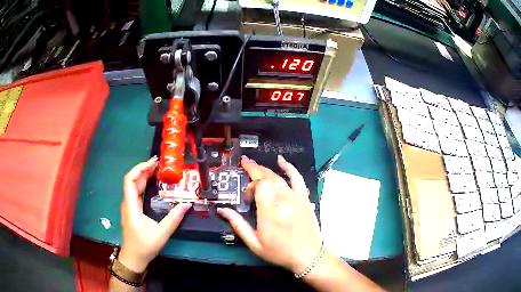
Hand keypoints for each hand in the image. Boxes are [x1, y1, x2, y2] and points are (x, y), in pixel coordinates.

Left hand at [119, 157, 191, 272]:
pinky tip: (153, 184)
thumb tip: (187, 204)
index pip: (129, 180)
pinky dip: (144, 184)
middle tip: (160, 164)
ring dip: (144, 176)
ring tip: (158, 170)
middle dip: (144, 169)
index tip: (153, 163)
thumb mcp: (161, 233)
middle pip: (132, 180)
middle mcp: (128, 203)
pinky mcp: (133, 210)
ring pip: (134, 186)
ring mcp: (129, 207)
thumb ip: (173, 219)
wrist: (133, 258)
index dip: (139, 169)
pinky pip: (136, 192)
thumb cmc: (144, 246)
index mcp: (131, 206)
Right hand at [218, 155, 321, 273]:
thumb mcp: (255, 243)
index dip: (250, 187)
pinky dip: (289, 167)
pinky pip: (297, 178)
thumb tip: (222, 210)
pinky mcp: (304, 197)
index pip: (259, 186)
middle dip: (253, 169)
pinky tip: (280, 160)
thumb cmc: (280, 252)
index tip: (247, 199)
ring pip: (278, 177)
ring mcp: (296, 197)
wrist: (308, 255)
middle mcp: (284, 200)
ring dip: (265, 169)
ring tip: (253, 164)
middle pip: (267, 177)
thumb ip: (238, 224)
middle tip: (243, 163)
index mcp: (270, 212)